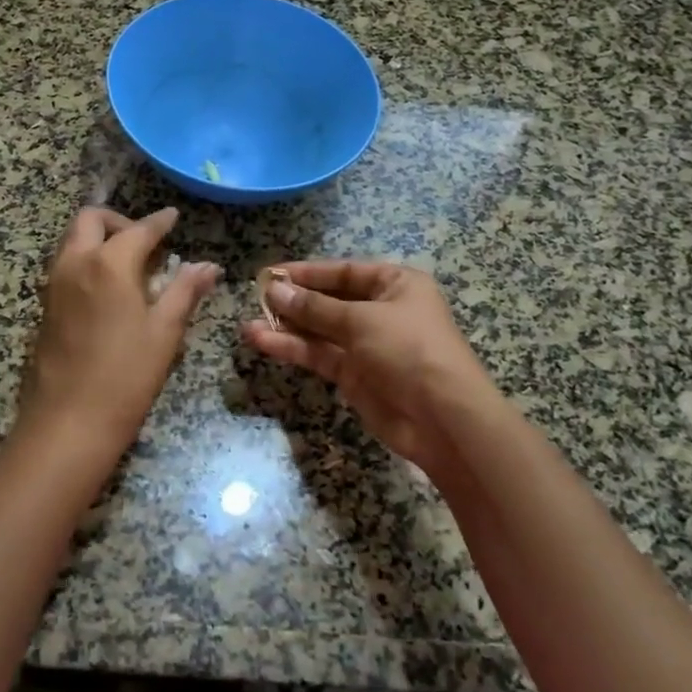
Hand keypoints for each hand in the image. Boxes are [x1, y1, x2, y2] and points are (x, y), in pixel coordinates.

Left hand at [16, 207, 219, 468]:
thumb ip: (184, 292)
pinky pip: (65, 264)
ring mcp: (54, 284)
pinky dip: (86, 259)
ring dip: (98, 238)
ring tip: (130, 265)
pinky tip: (109, 289)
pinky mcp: (45, 306)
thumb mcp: (164, 333)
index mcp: (108, 264)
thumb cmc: (125, 377)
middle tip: (146, 241)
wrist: (67, 422)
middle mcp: (75, 263)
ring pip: (72, 240)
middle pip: (90, 220)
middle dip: (119, 220)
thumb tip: (208, 266)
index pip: (138, 229)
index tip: (173, 217)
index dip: (159, 221)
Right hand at [243, 261, 495, 476]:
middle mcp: (380, 310)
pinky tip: (261, 342)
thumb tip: (274, 289)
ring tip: (248, 324)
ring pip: (318, 330)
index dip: (306, 272)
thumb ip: (314, 307)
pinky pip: (318, 354)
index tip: (270, 273)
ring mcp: (365, 344)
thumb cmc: (410, 350)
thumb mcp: (361, 320)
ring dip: (286, 327)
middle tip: (256, 298)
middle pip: (328, 300)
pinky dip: (292, 348)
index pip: (343, 271)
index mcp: (395, 284)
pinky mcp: (353, 374)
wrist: (443, 420)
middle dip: (293, 301)